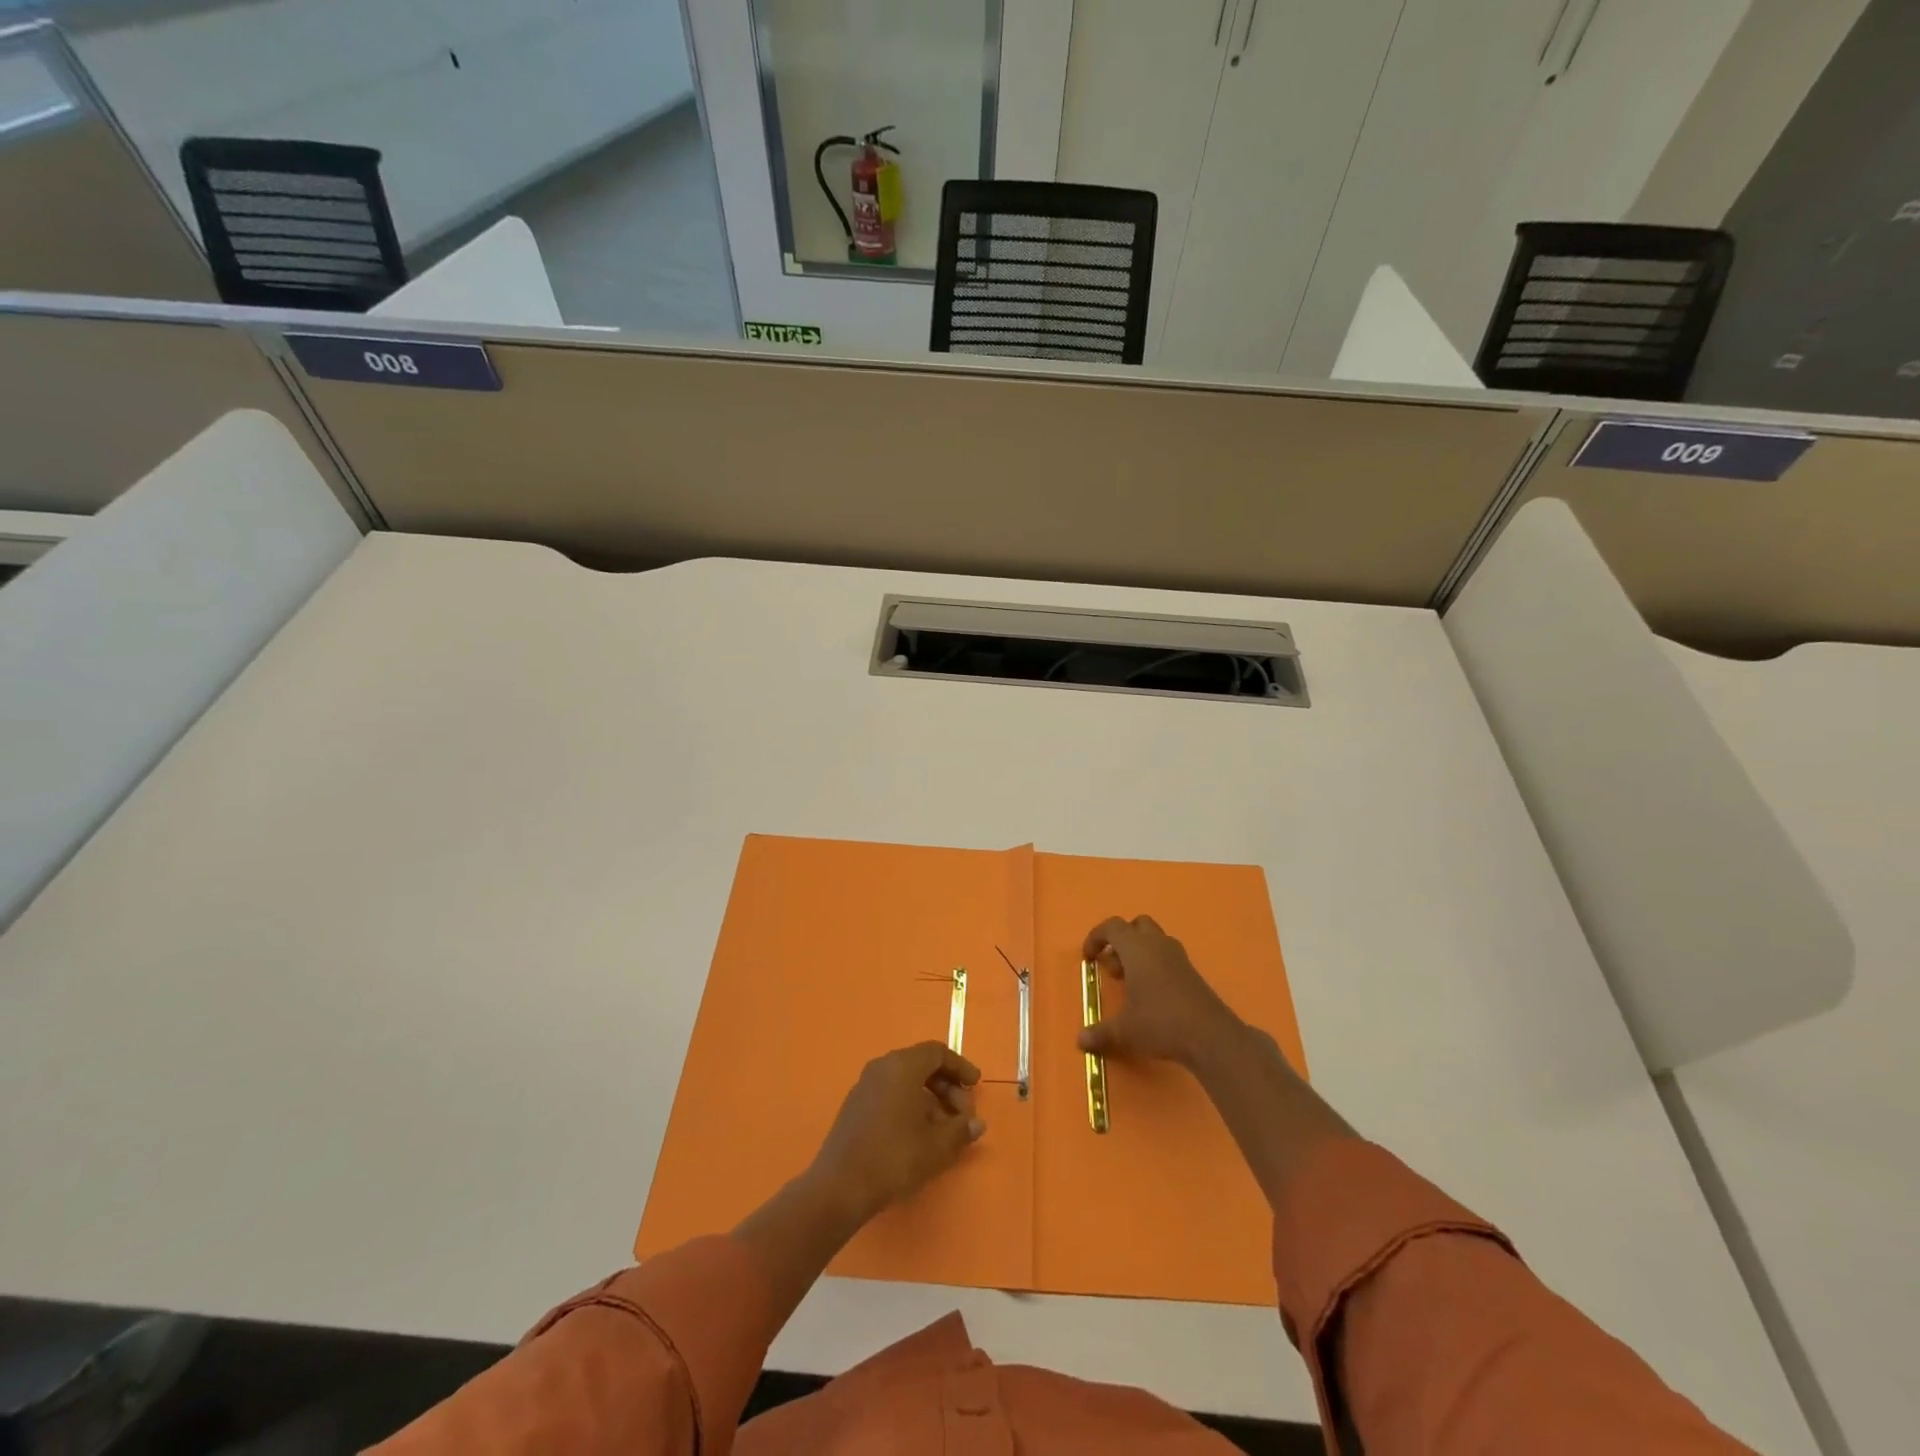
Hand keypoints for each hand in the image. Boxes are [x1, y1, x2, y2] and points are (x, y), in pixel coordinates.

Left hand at [809, 1042, 984, 1223]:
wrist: (840, 1186)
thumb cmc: (894, 1157)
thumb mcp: (936, 1146)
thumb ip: (961, 1130)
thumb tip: (977, 1123)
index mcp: (903, 1066)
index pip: (938, 1052)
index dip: (960, 1066)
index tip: (976, 1085)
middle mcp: (882, 1066)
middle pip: (921, 1064)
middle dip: (947, 1086)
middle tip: (962, 1113)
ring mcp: (865, 1085)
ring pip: (905, 1080)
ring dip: (929, 1098)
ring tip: (943, 1129)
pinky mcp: (855, 1105)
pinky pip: (890, 1092)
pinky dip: (909, 1104)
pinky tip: (918, 1134)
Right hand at [1078, 915, 1242, 1069]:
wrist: (1210, 1036)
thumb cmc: (1160, 1023)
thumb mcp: (1124, 1031)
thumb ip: (1100, 1033)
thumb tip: (1081, 1041)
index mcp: (1137, 949)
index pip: (1112, 927)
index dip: (1096, 937)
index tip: (1088, 958)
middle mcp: (1158, 945)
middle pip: (1137, 926)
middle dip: (1121, 941)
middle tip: (1114, 969)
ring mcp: (1178, 957)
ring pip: (1155, 940)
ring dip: (1139, 953)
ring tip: (1131, 984)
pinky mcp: (1192, 973)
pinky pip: (1168, 957)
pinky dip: (1155, 966)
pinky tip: (1152, 995)